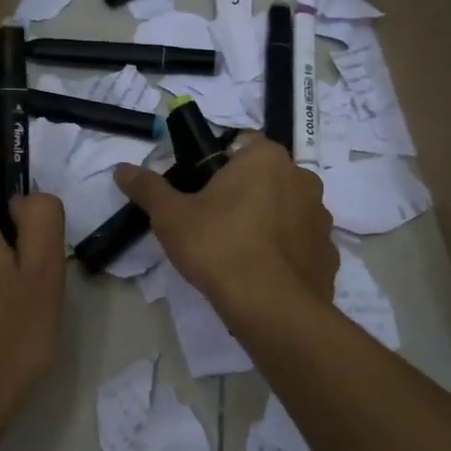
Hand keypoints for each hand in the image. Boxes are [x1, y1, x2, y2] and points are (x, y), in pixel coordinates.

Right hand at [115, 138, 337, 328]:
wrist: (269, 306)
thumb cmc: (218, 246)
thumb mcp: (171, 216)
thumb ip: (148, 188)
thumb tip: (121, 169)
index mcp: (266, 158)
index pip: (240, 144)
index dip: (216, 164)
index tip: (198, 191)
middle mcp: (302, 178)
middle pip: (264, 177)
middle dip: (243, 193)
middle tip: (212, 222)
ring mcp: (321, 217)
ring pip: (286, 209)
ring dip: (267, 221)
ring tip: (238, 252)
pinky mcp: (328, 253)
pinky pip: (300, 243)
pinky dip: (284, 252)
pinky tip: (262, 274)